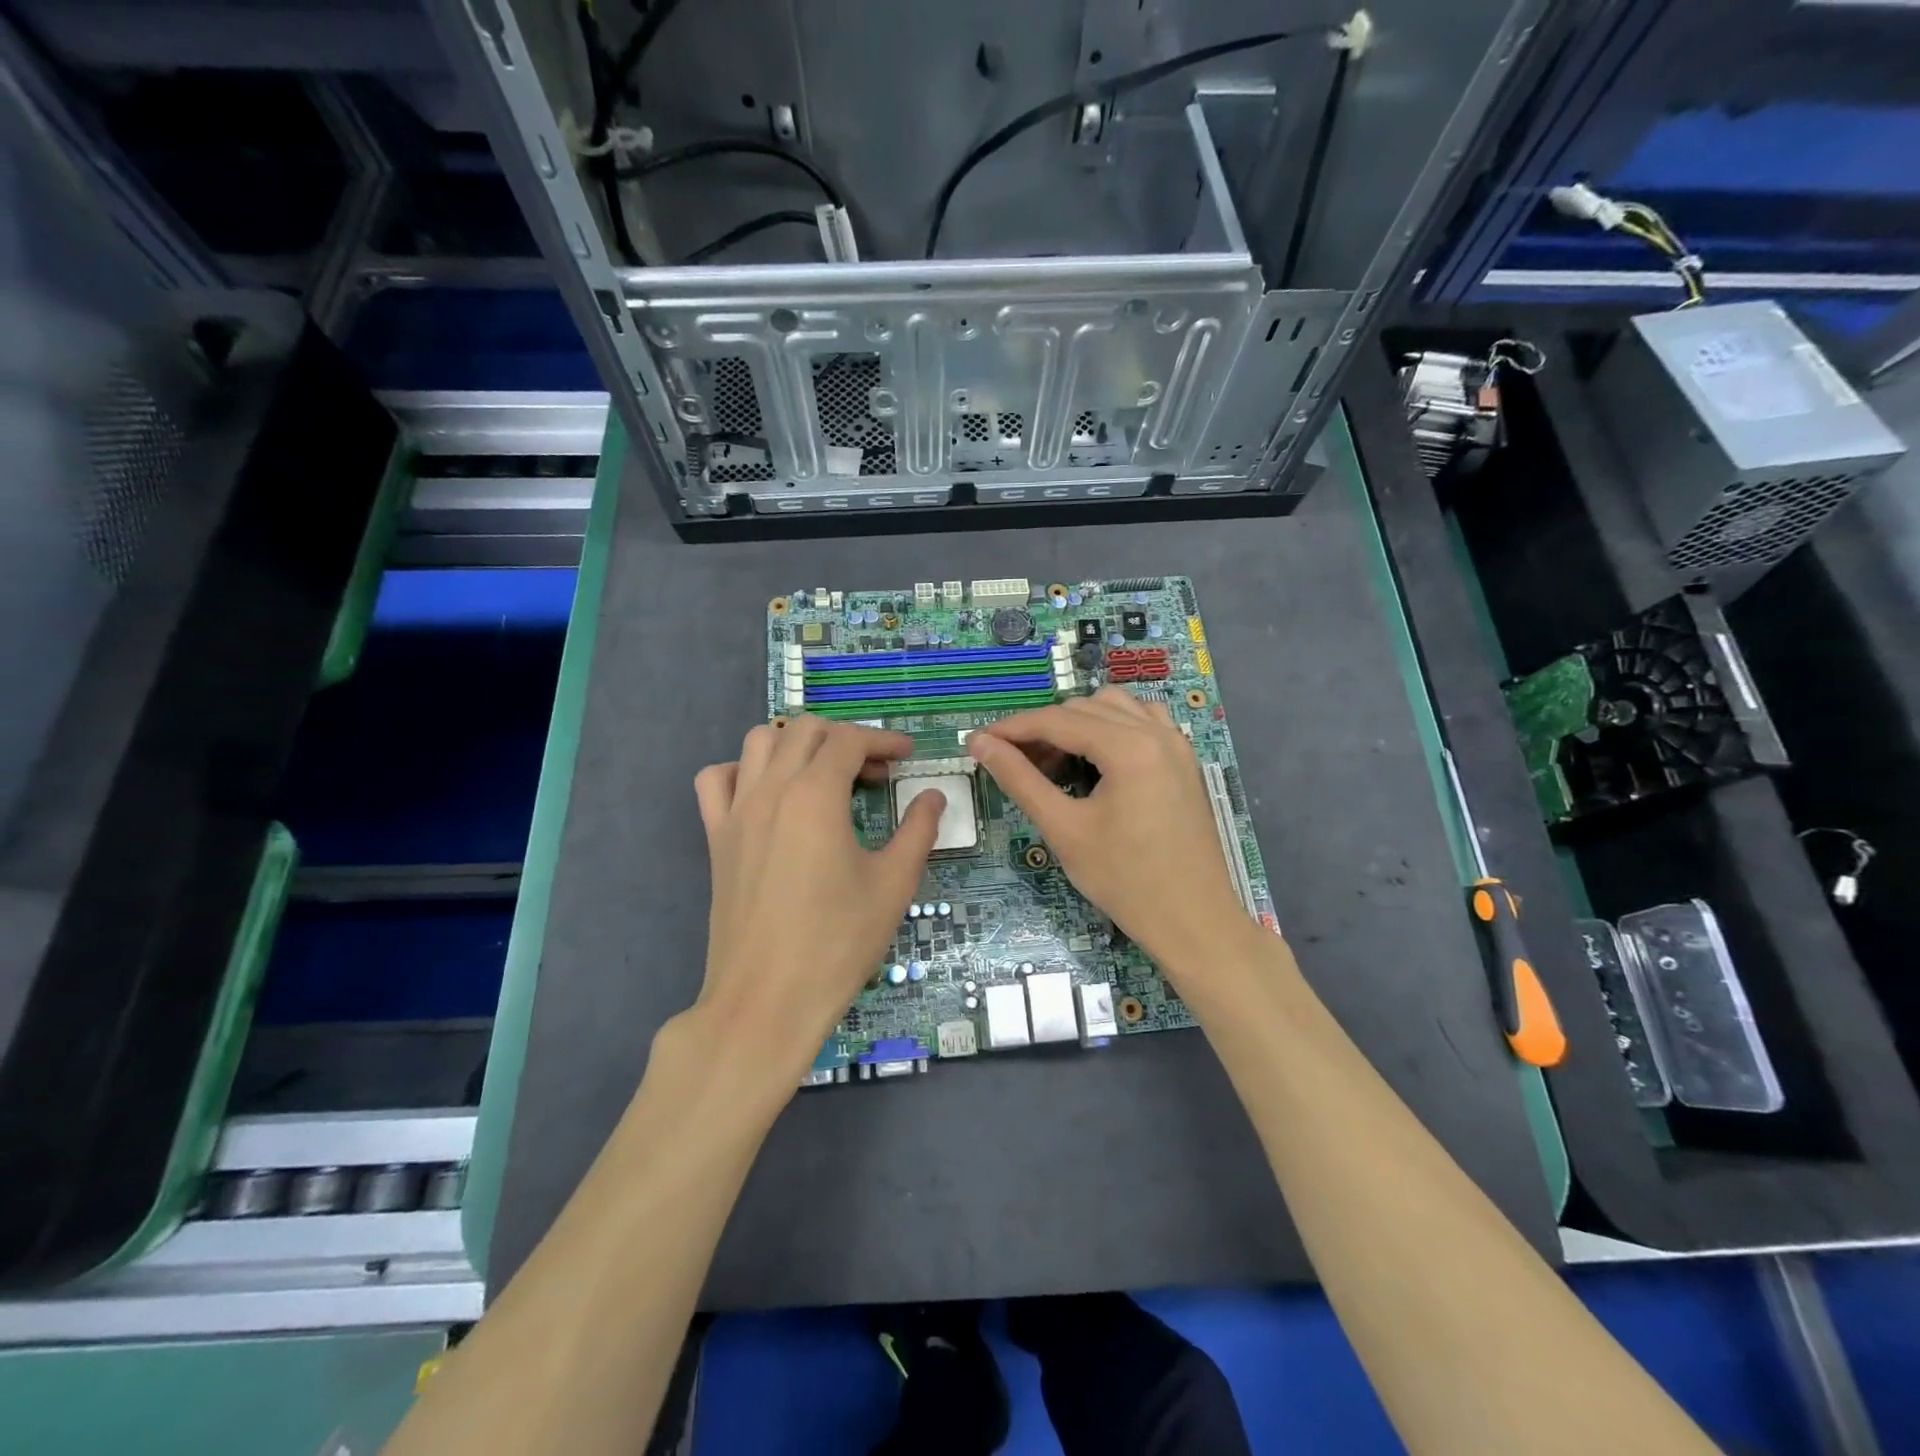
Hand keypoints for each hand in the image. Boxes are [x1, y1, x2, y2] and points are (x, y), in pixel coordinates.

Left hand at [689, 717, 943, 1095]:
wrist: (767, 1000)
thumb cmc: (838, 943)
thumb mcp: (893, 884)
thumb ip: (918, 830)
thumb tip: (932, 796)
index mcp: (815, 795)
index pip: (849, 741)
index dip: (884, 741)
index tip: (908, 757)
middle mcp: (771, 790)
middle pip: (806, 730)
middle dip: (846, 739)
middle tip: (876, 775)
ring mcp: (736, 811)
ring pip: (760, 741)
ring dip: (798, 745)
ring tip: (826, 777)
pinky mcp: (716, 838)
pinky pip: (719, 779)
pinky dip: (745, 770)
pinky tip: (770, 795)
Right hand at [967, 688, 1253, 976]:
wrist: (1193, 921)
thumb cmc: (1125, 880)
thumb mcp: (1064, 829)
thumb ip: (1020, 779)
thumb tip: (980, 744)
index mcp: (1130, 748)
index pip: (1058, 720)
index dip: (1013, 728)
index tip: (978, 742)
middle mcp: (1157, 732)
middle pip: (1084, 709)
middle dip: (1043, 729)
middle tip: (1013, 763)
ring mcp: (1177, 744)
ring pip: (1115, 707)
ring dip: (1078, 723)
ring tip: (1054, 760)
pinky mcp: (1184, 761)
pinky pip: (1144, 721)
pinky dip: (1113, 727)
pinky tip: (1098, 758)